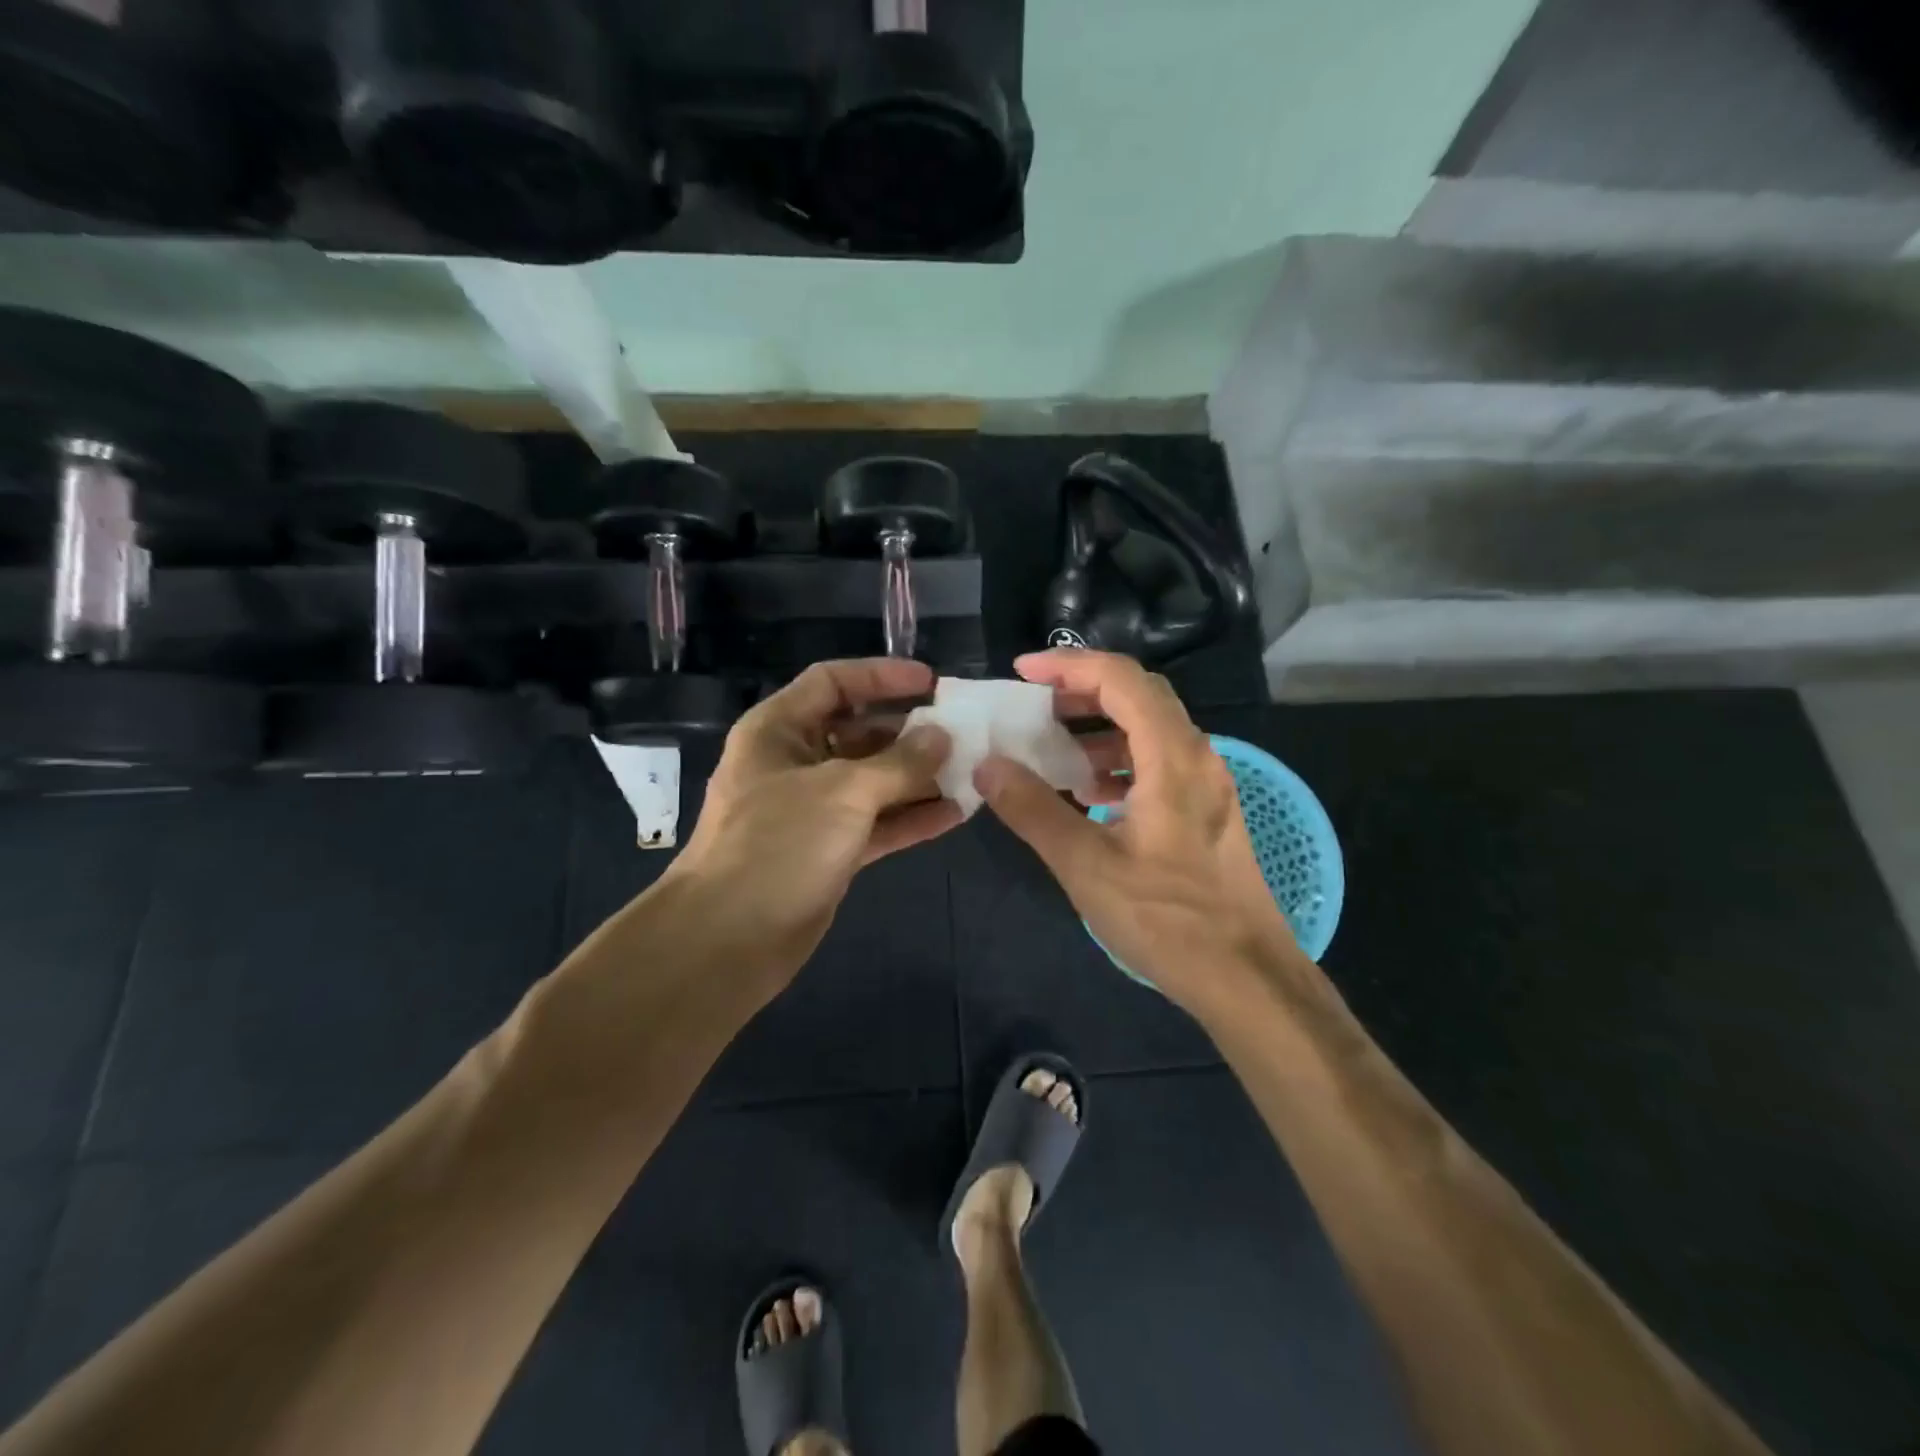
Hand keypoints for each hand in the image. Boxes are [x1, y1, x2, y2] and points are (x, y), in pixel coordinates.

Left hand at [665, 658, 959, 988]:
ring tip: (971, 772)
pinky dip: (912, 817)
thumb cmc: (778, 845)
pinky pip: (877, 822)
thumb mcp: (843, 792)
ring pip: (873, 780)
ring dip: (918, 777)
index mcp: (779, 730)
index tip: (932, 683)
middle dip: (909, 731)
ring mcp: (812, 809)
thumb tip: (942, 738)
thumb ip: (899, 762)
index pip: (833, 682)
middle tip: (962, 732)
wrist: (729, 939)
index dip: (881, 676)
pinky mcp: (829, 850)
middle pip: (859, 731)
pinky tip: (956, 813)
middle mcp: (795, 762)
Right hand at [975, 650, 1306, 1013]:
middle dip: (1082, 690)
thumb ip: (1033, 810)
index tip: (1022, 673)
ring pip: (1151, 729)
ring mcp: (1207, 784)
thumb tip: (987, 765)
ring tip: (1053, 749)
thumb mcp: (1086, 866)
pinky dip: (1120, 760)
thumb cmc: (1167, 919)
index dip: (1068, 666)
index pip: (1120, 679)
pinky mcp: (1207, 811)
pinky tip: (1090, 794)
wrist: (1247, 978)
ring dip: (1100, 728)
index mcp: (1172, 757)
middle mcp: (1197, 756)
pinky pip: (1160, 762)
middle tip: (1033, 704)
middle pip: (1139, 694)